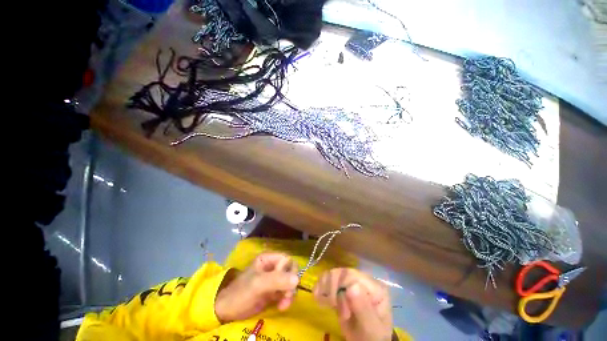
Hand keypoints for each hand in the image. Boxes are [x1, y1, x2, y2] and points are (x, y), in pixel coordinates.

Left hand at [214, 252, 298, 322]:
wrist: (227, 312)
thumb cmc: (241, 293)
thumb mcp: (258, 284)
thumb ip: (277, 280)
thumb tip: (298, 279)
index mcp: (268, 259)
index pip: (287, 259)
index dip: (288, 271)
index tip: (282, 284)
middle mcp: (272, 266)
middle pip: (290, 270)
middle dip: (290, 284)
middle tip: (286, 297)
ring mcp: (273, 279)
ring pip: (290, 281)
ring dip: (289, 293)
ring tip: (283, 305)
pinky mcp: (273, 291)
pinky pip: (286, 291)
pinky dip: (286, 299)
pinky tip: (282, 307)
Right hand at [313, 268, 392, 340]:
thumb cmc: (371, 336)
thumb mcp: (370, 328)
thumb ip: (363, 308)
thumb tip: (352, 286)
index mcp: (375, 287)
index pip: (352, 277)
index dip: (343, 292)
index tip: (344, 315)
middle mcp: (363, 280)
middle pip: (341, 273)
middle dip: (334, 291)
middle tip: (335, 309)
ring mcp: (351, 281)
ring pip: (333, 273)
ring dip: (325, 288)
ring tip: (328, 304)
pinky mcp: (341, 286)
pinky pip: (327, 277)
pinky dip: (320, 286)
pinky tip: (319, 298)